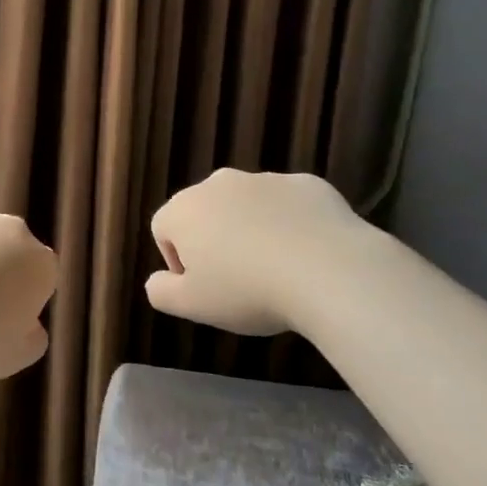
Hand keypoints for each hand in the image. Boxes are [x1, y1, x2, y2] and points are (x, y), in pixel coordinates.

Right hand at [145, 168, 362, 335]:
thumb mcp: (189, 306)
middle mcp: (220, 184)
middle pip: (205, 213)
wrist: (329, 272)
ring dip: (251, 231)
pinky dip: (290, 225)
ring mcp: (267, 179)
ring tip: (275, 269)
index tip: (202, 288)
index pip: (163, 230)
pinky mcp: (308, 184)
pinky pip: (288, 206)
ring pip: (247, 206)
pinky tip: (306, 255)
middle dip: (214, 241)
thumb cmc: (246, 291)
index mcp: (184, 210)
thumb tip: (157, 280)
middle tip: (235, 280)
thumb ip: (160, 292)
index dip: (177, 262)